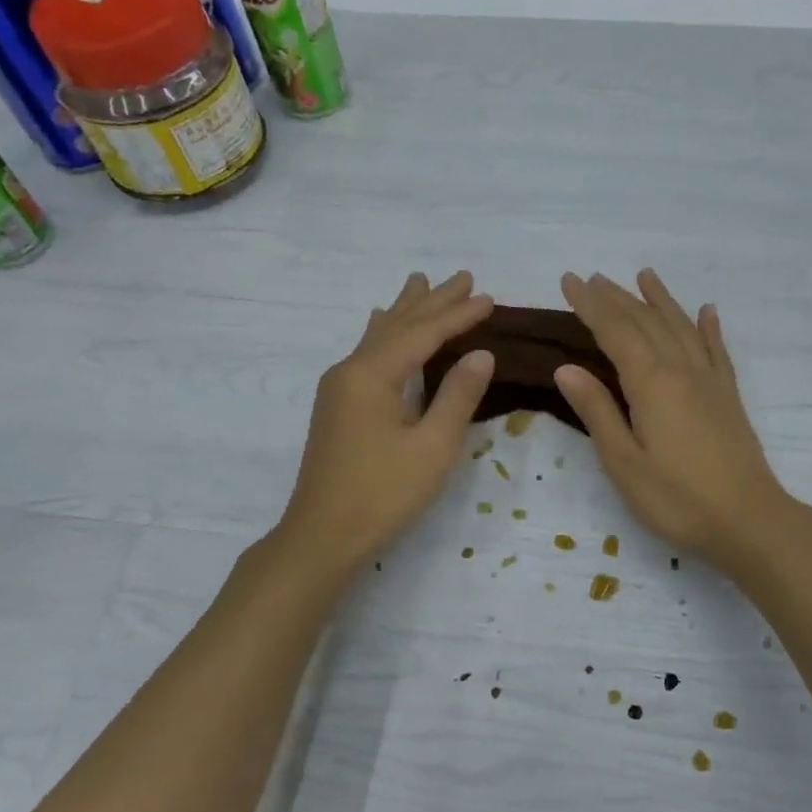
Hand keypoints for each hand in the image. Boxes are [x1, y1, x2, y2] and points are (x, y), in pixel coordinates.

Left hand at [277, 272, 495, 573]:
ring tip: (419, 283)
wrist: (323, 535)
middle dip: (431, 301)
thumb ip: (458, 396)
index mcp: (372, 374)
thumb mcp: (433, 447)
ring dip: (404, 311)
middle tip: (462, 276)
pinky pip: (367, 354)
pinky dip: (386, 334)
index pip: (423, 333)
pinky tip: (381, 329)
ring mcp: (338, 388)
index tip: (488, 297)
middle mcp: (350, 370)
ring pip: (378, 336)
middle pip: (397, 325)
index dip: (458, 315)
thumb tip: (480, 355)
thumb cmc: (383, 494)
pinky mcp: (337, 407)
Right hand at [554, 270, 794, 572]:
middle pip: (646, 322)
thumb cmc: (677, 500)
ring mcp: (711, 381)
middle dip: (617, 298)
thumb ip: (598, 411)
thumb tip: (566, 368)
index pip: (614, 331)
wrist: (749, 521)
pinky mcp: (729, 397)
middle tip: (593, 277)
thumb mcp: (624, 462)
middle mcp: (682, 370)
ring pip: (681, 328)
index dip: (590, 305)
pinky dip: (708, 328)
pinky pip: (717, 350)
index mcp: (651, 383)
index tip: (569, 281)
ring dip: (660, 300)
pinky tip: (707, 312)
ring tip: (644, 276)